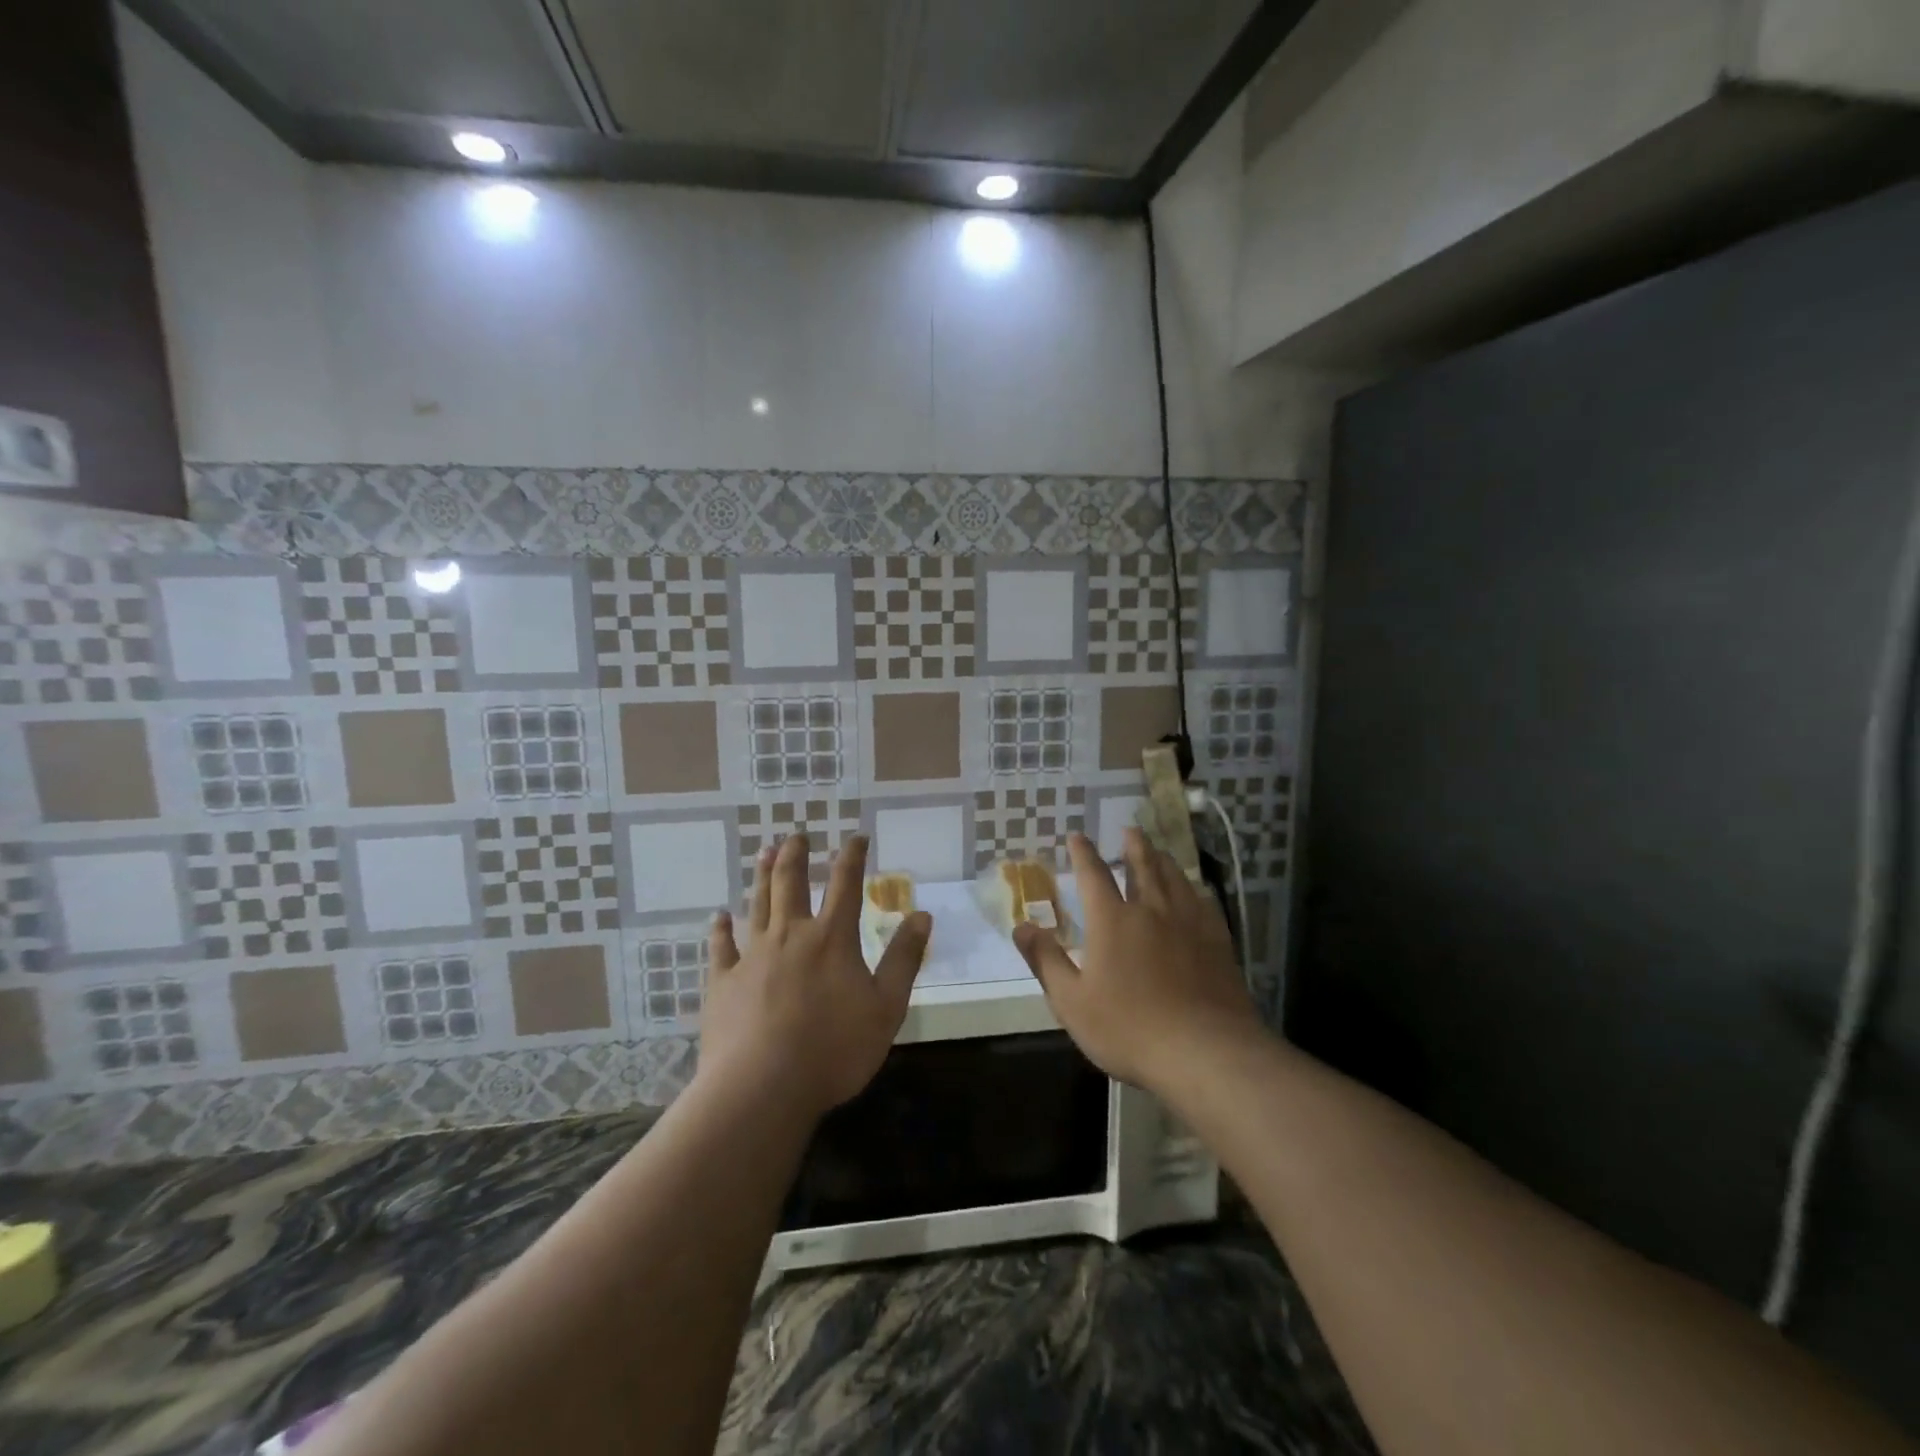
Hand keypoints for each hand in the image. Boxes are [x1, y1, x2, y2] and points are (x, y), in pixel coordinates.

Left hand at [699, 832, 931, 1119]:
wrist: (763, 1087)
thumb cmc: (834, 1050)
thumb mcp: (886, 1007)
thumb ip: (904, 959)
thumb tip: (922, 915)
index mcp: (832, 938)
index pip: (846, 884)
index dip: (852, 856)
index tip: (856, 837)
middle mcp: (791, 935)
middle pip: (791, 883)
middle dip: (795, 855)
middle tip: (795, 835)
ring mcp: (752, 956)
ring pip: (757, 905)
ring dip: (762, 877)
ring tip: (764, 853)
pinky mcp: (723, 982)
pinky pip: (720, 947)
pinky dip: (720, 929)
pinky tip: (718, 916)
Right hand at [1014, 830, 1260, 1092]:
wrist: (1205, 1052)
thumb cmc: (1129, 1028)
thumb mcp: (1072, 1002)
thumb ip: (1045, 960)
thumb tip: (1021, 926)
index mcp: (1112, 920)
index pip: (1093, 875)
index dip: (1083, 853)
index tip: (1077, 835)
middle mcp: (1152, 910)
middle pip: (1143, 866)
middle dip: (1133, 846)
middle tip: (1129, 829)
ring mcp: (1189, 923)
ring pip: (1175, 878)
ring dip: (1163, 860)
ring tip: (1158, 850)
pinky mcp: (1218, 942)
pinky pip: (1204, 902)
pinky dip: (1194, 888)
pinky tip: (1196, 891)